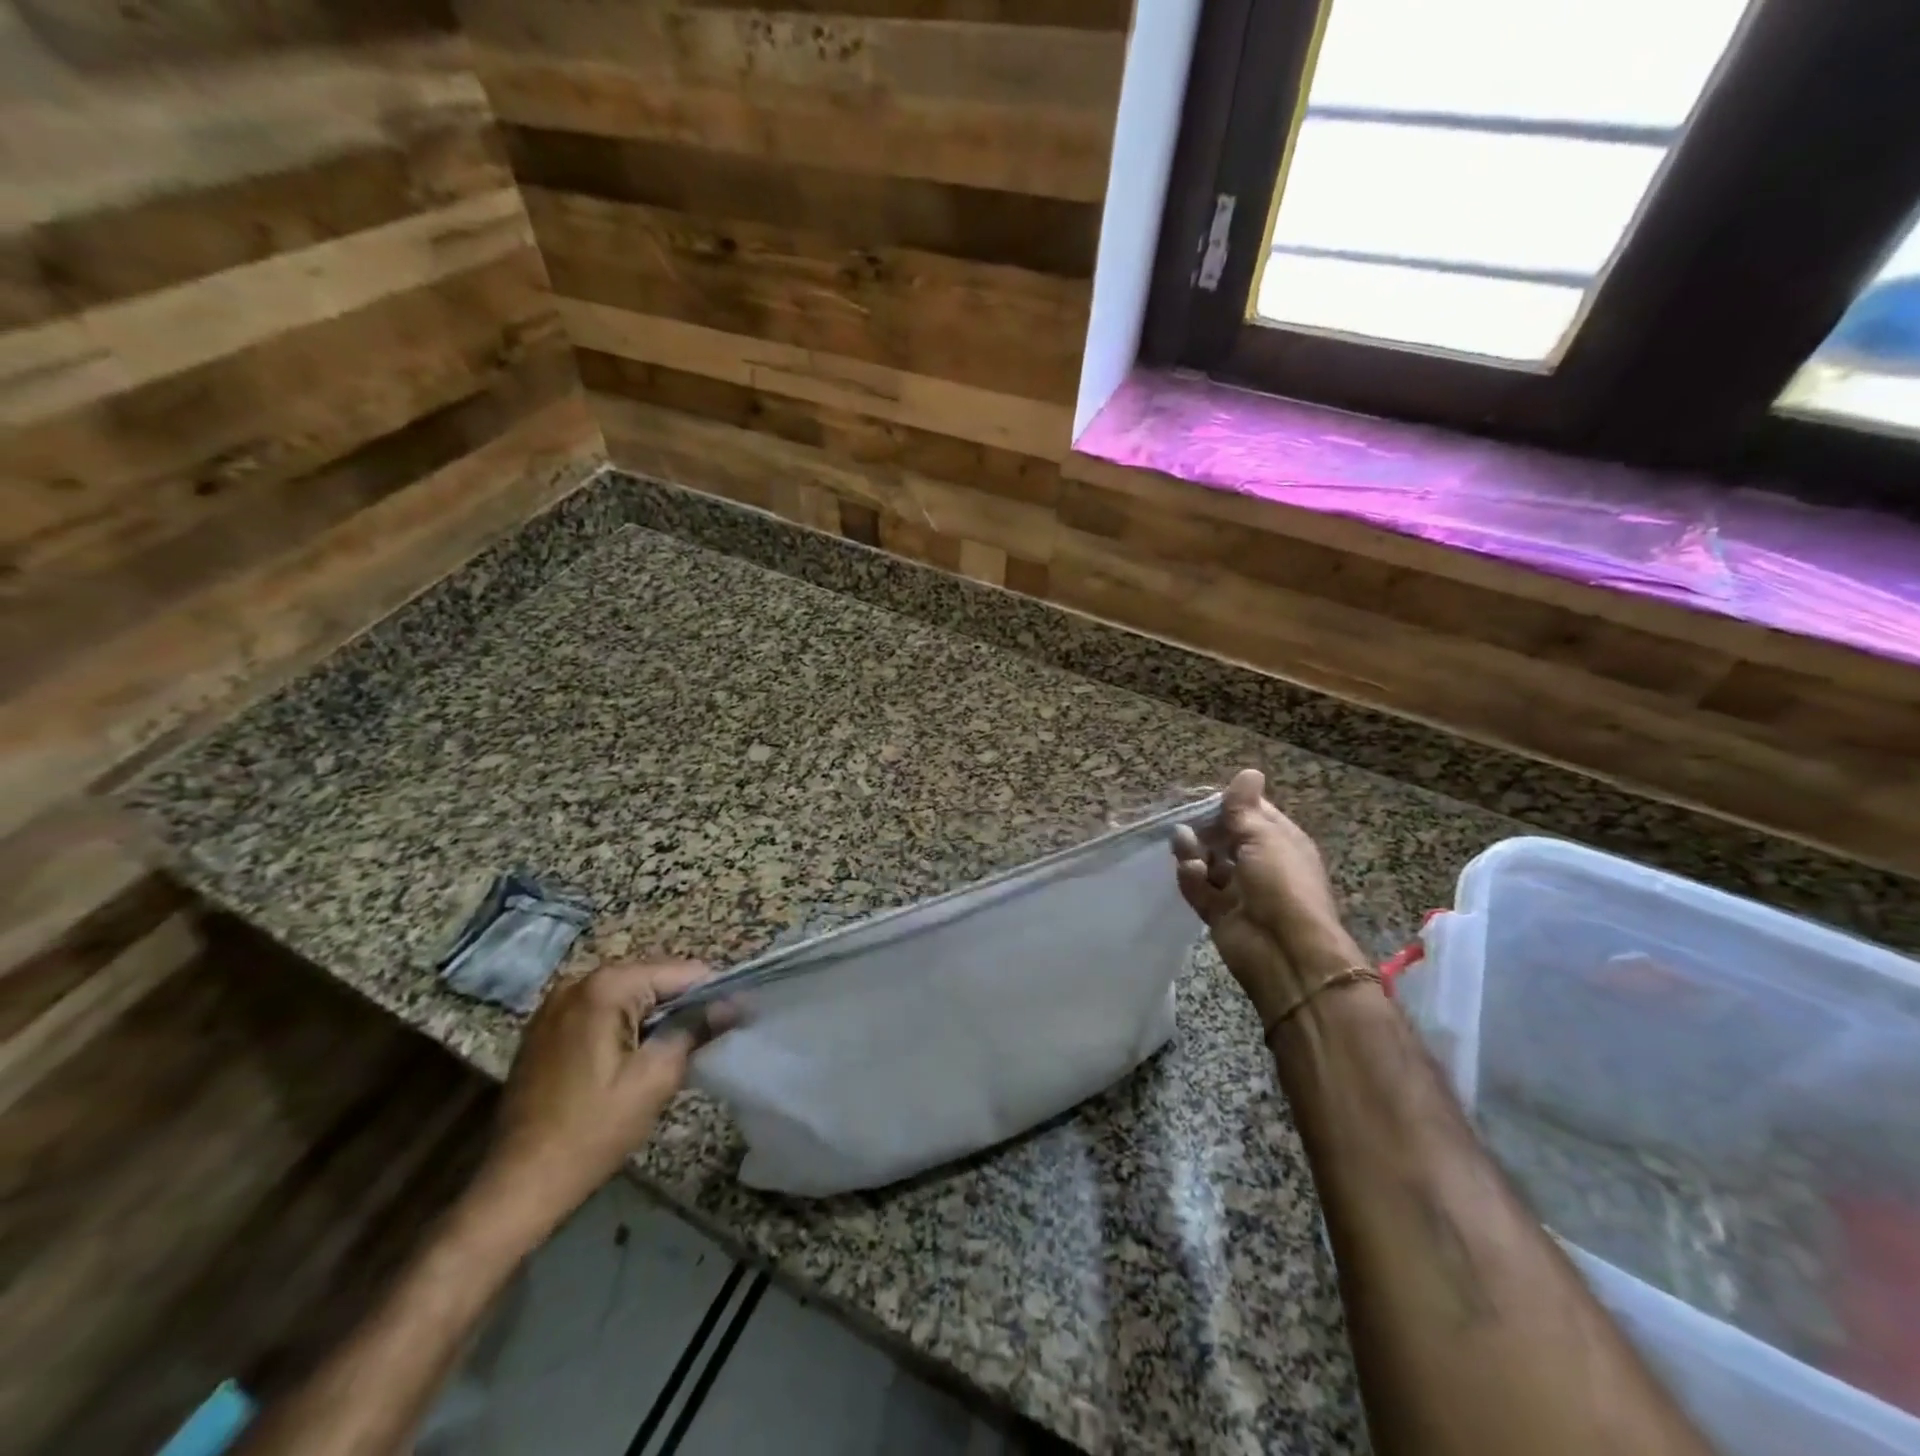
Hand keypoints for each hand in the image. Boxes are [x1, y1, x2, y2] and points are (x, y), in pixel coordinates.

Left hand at [469, 960, 723, 1243]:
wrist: (517, 1186)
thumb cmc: (593, 1130)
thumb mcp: (655, 1078)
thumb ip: (695, 1030)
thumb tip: (732, 1004)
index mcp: (606, 987)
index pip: (681, 972)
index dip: (713, 994)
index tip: (735, 1020)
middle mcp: (579, 981)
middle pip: (653, 978)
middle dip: (682, 1006)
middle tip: (704, 1042)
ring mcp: (556, 1004)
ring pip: (628, 996)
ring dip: (655, 1017)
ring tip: (673, 1052)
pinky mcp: (546, 1028)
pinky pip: (602, 1012)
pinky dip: (625, 1026)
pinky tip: (633, 1059)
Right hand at [1173, 769, 1368, 1026]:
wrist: (1283, 952)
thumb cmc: (1281, 885)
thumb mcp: (1263, 837)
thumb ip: (1244, 808)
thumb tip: (1248, 772)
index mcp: (1279, 841)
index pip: (1250, 813)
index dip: (1226, 803)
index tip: (1199, 796)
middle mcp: (1259, 863)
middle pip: (1223, 836)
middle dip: (1203, 829)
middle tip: (1183, 823)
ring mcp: (1237, 889)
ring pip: (1206, 861)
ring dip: (1193, 853)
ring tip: (1186, 849)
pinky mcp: (1218, 912)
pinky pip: (1198, 888)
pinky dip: (1191, 880)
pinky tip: (1191, 874)